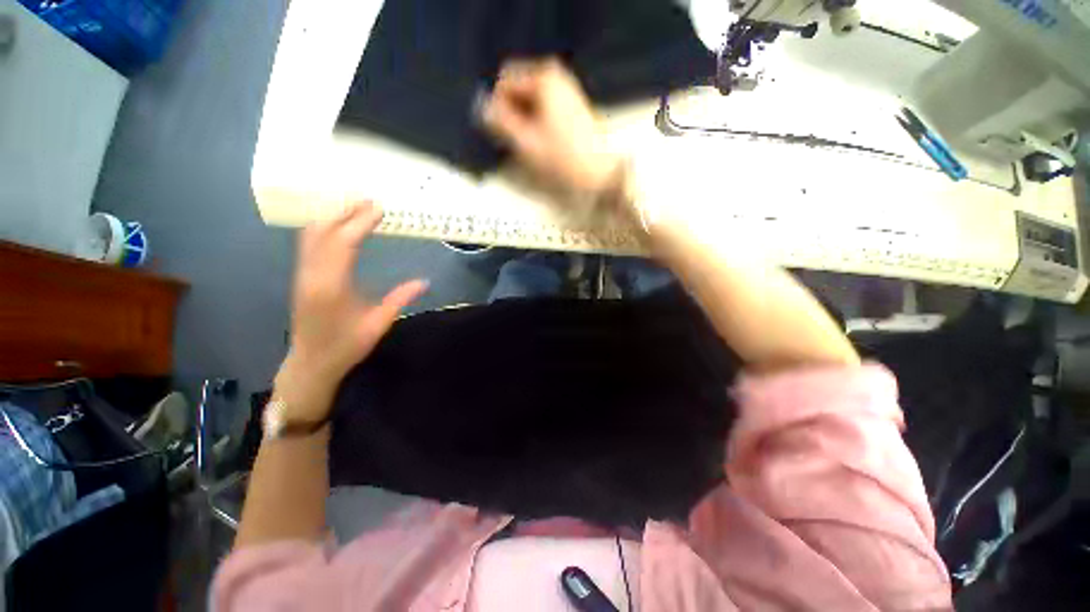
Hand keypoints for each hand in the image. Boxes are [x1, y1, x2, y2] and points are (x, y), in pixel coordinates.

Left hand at [276, 202, 427, 421]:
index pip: (344, 243)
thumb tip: (425, 282)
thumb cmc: (346, 346)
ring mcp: (302, 274)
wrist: (311, 362)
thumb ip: (400, 299)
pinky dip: (324, 227)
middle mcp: (312, 274)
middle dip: (344, 211)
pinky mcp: (302, 276)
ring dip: (332, 216)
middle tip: (367, 199)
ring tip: (354, 205)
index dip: (360, 222)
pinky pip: (309, 243)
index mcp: (331, 286)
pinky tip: (337, 223)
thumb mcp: (378, 324)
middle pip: (322, 231)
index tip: (377, 207)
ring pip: (311, 234)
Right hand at [483, 58, 622, 194]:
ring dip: (523, 116)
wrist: (600, 171)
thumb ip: (501, 122)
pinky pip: (543, 104)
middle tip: (516, 138)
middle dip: (511, 110)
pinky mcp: (571, 102)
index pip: (505, 80)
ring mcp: (565, 87)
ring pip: (530, 97)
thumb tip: (482, 108)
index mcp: (543, 78)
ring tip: (530, 141)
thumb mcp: (526, 142)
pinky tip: (542, 139)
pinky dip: (536, 118)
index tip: (503, 131)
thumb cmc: (563, 157)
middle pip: (518, 86)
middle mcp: (555, 74)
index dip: (498, 105)